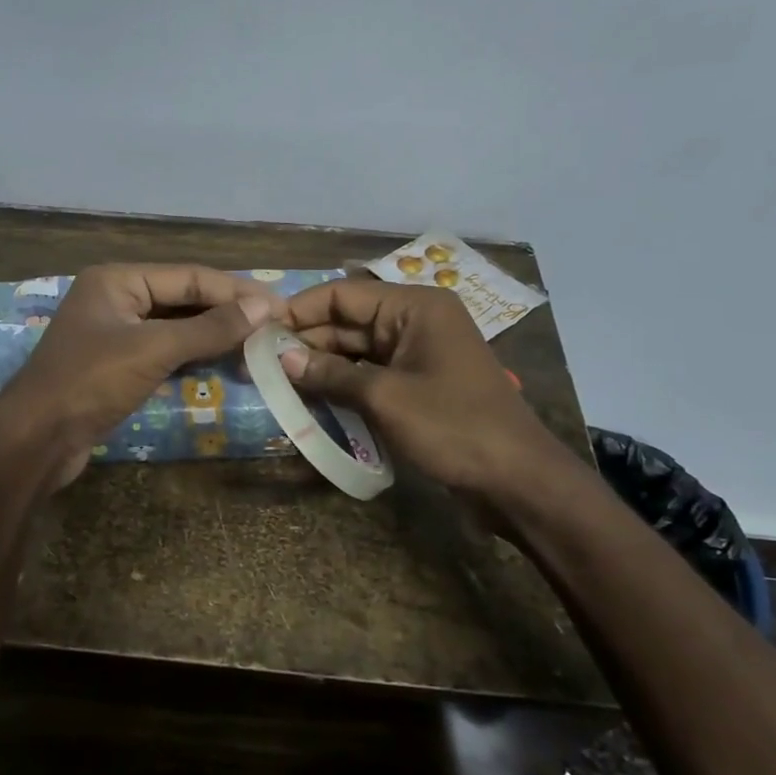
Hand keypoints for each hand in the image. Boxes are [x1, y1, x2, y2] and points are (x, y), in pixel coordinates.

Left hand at [0, 264, 277, 488]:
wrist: (36, 439)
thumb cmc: (90, 382)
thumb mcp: (153, 349)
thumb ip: (209, 328)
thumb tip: (264, 307)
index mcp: (117, 280)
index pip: (188, 276)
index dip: (235, 291)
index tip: (279, 306)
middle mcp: (116, 299)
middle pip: (182, 299)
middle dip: (226, 312)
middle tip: (275, 325)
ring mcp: (115, 334)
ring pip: (175, 327)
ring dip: (213, 335)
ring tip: (259, 344)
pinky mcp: (116, 366)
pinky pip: (164, 352)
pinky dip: (193, 356)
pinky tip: (224, 363)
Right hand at [279, 278, 571, 498]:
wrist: (516, 480)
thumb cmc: (453, 426)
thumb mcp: (385, 397)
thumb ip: (330, 374)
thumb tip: (281, 358)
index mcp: (414, 307)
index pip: (342, 294)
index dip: (299, 310)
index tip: (259, 332)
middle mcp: (414, 321)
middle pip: (347, 321)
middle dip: (306, 340)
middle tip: (260, 362)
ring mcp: (417, 354)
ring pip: (356, 350)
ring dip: (320, 364)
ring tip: (277, 380)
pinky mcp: (417, 385)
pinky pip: (370, 374)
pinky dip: (342, 384)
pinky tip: (310, 397)